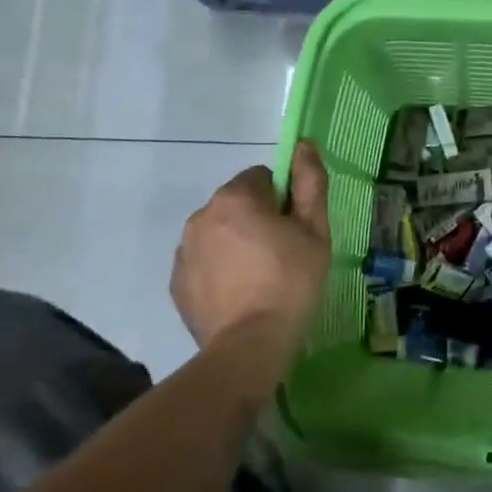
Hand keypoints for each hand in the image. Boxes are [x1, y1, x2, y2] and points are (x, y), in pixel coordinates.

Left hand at [171, 142, 331, 351]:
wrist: (249, 347)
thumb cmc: (290, 282)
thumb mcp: (315, 230)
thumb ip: (310, 182)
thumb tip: (304, 145)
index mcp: (235, 198)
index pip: (262, 177)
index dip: (283, 199)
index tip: (294, 228)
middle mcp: (201, 216)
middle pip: (237, 204)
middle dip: (257, 220)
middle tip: (282, 254)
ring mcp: (184, 251)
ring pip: (218, 233)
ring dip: (236, 244)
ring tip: (259, 279)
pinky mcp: (176, 283)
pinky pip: (203, 262)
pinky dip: (219, 270)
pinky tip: (239, 295)